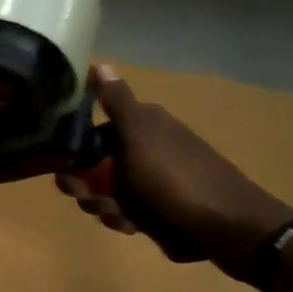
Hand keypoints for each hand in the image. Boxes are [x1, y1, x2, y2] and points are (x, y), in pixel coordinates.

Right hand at [59, 64, 292, 282]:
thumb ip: (116, 102)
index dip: (75, 149)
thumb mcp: (139, 135)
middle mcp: (149, 150)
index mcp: (145, 126)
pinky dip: (125, 219)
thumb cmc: (175, 179)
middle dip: (86, 184)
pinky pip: (128, 213)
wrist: (229, 229)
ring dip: (103, 205)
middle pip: (96, 165)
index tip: (63, 166)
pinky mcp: (162, 211)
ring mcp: (156, 182)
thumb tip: (98, 62)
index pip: (94, 131)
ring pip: (108, 192)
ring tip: (117, 216)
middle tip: (87, 197)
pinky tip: (133, 227)